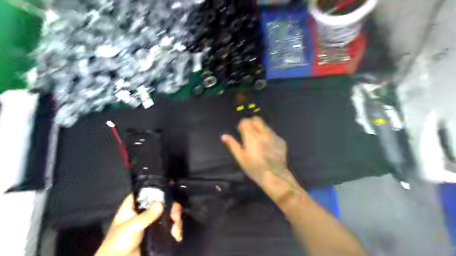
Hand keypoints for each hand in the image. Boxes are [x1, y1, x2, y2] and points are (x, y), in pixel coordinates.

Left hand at [95, 194, 182, 255]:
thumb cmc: (118, 244)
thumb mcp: (131, 227)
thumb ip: (146, 215)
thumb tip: (161, 203)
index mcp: (133, 207)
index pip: (145, 192)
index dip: (156, 189)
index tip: (170, 188)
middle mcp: (144, 212)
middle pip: (162, 202)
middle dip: (172, 208)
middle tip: (176, 216)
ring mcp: (152, 222)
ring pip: (168, 214)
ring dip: (175, 220)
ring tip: (176, 230)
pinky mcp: (158, 233)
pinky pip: (170, 226)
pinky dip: (176, 229)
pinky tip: (177, 235)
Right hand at [222, 117, 301, 202]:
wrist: (275, 176)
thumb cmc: (255, 169)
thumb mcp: (241, 158)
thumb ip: (232, 145)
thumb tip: (224, 136)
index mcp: (252, 137)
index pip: (245, 122)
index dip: (241, 125)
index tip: (240, 131)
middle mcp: (263, 133)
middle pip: (256, 119)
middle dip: (251, 123)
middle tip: (248, 132)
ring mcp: (274, 136)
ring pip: (265, 125)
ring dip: (259, 128)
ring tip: (257, 139)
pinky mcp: (281, 140)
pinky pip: (272, 132)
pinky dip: (267, 135)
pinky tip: (266, 145)